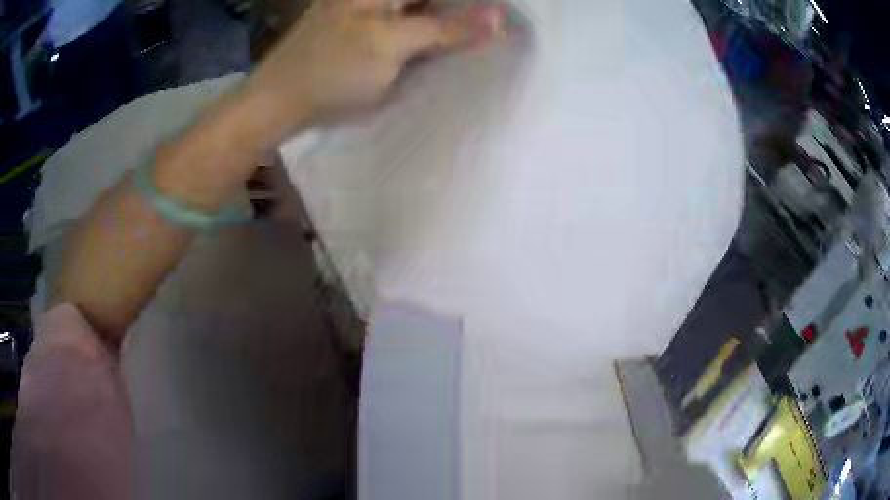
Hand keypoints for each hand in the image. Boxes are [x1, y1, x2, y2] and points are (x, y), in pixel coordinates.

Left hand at [244, 0, 506, 129]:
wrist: (278, 101)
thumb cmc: (331, 69)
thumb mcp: (392, 44)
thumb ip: (447, 28)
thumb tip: (501, 17)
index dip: (474, 6)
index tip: (502, 18)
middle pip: (435, 1)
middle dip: (465, 11)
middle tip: (494, 29)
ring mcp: (371, 12)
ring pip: (423, 10)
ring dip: (449, 23)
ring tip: (478, 39)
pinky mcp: (367, 31)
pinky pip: (410, 24)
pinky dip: (430, 35)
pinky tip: (444, 48)